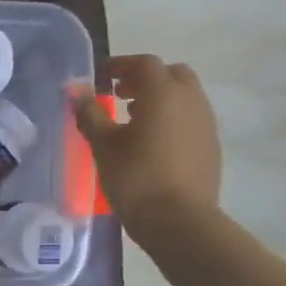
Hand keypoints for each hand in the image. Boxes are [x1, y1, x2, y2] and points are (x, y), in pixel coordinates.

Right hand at [72, 54, 221, 251]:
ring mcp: (205, 123)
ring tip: (134, 119)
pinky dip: (172, 118)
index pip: (144, 64)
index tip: (102, 75)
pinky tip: (153, 142)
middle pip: (171, 74)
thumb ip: (90, 114)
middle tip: (120, 94)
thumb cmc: (136, 179)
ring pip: (184, 96)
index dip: (121, 65)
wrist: (179, 221)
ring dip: (160, 98)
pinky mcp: (210, 145)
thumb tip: (75, 90)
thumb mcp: (104, 146)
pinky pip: (191, 118)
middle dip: (146, 78)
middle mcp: (190, 100)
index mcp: (163, 93)